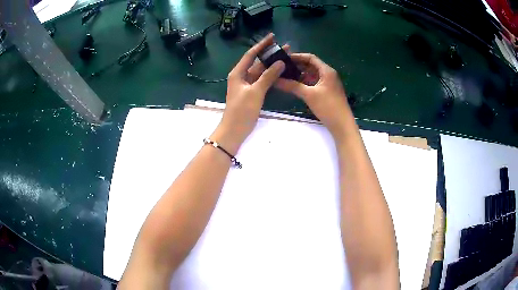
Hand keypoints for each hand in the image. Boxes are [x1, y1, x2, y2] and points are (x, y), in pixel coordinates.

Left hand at [212, 33, 285, 153]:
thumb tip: (280, 62)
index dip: (262, 44)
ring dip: (272, 65)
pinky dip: (271, 76)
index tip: (272, 36)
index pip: (251, 54)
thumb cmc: (241, 110)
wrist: (234, 130)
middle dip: (270, 54)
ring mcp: (247, 85)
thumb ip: (268, 76)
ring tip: (286, 58)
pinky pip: (262, 80)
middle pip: (257, 62)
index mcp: (238, 73)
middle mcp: (242, 76)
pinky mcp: (252, 93)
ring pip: (261, 71)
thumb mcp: (255, 92)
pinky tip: (281, 72)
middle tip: (286, 48)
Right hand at [276, 54, 351, 140]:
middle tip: (282, 68)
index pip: (310, 58)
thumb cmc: (328, 107)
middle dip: (297, 66)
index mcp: (326, 71)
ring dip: (300, 75)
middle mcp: (328, 74)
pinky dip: (305, 83)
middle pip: (311, 66)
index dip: (297, 57)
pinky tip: (295, 86)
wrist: (342, 125)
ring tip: (285, 76)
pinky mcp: (327, 92)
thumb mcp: (309, 95)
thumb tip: (275, 80)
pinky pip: (314, 83)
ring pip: (312, 75)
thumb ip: (292, 86)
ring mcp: (328, 84)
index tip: (284, 59)